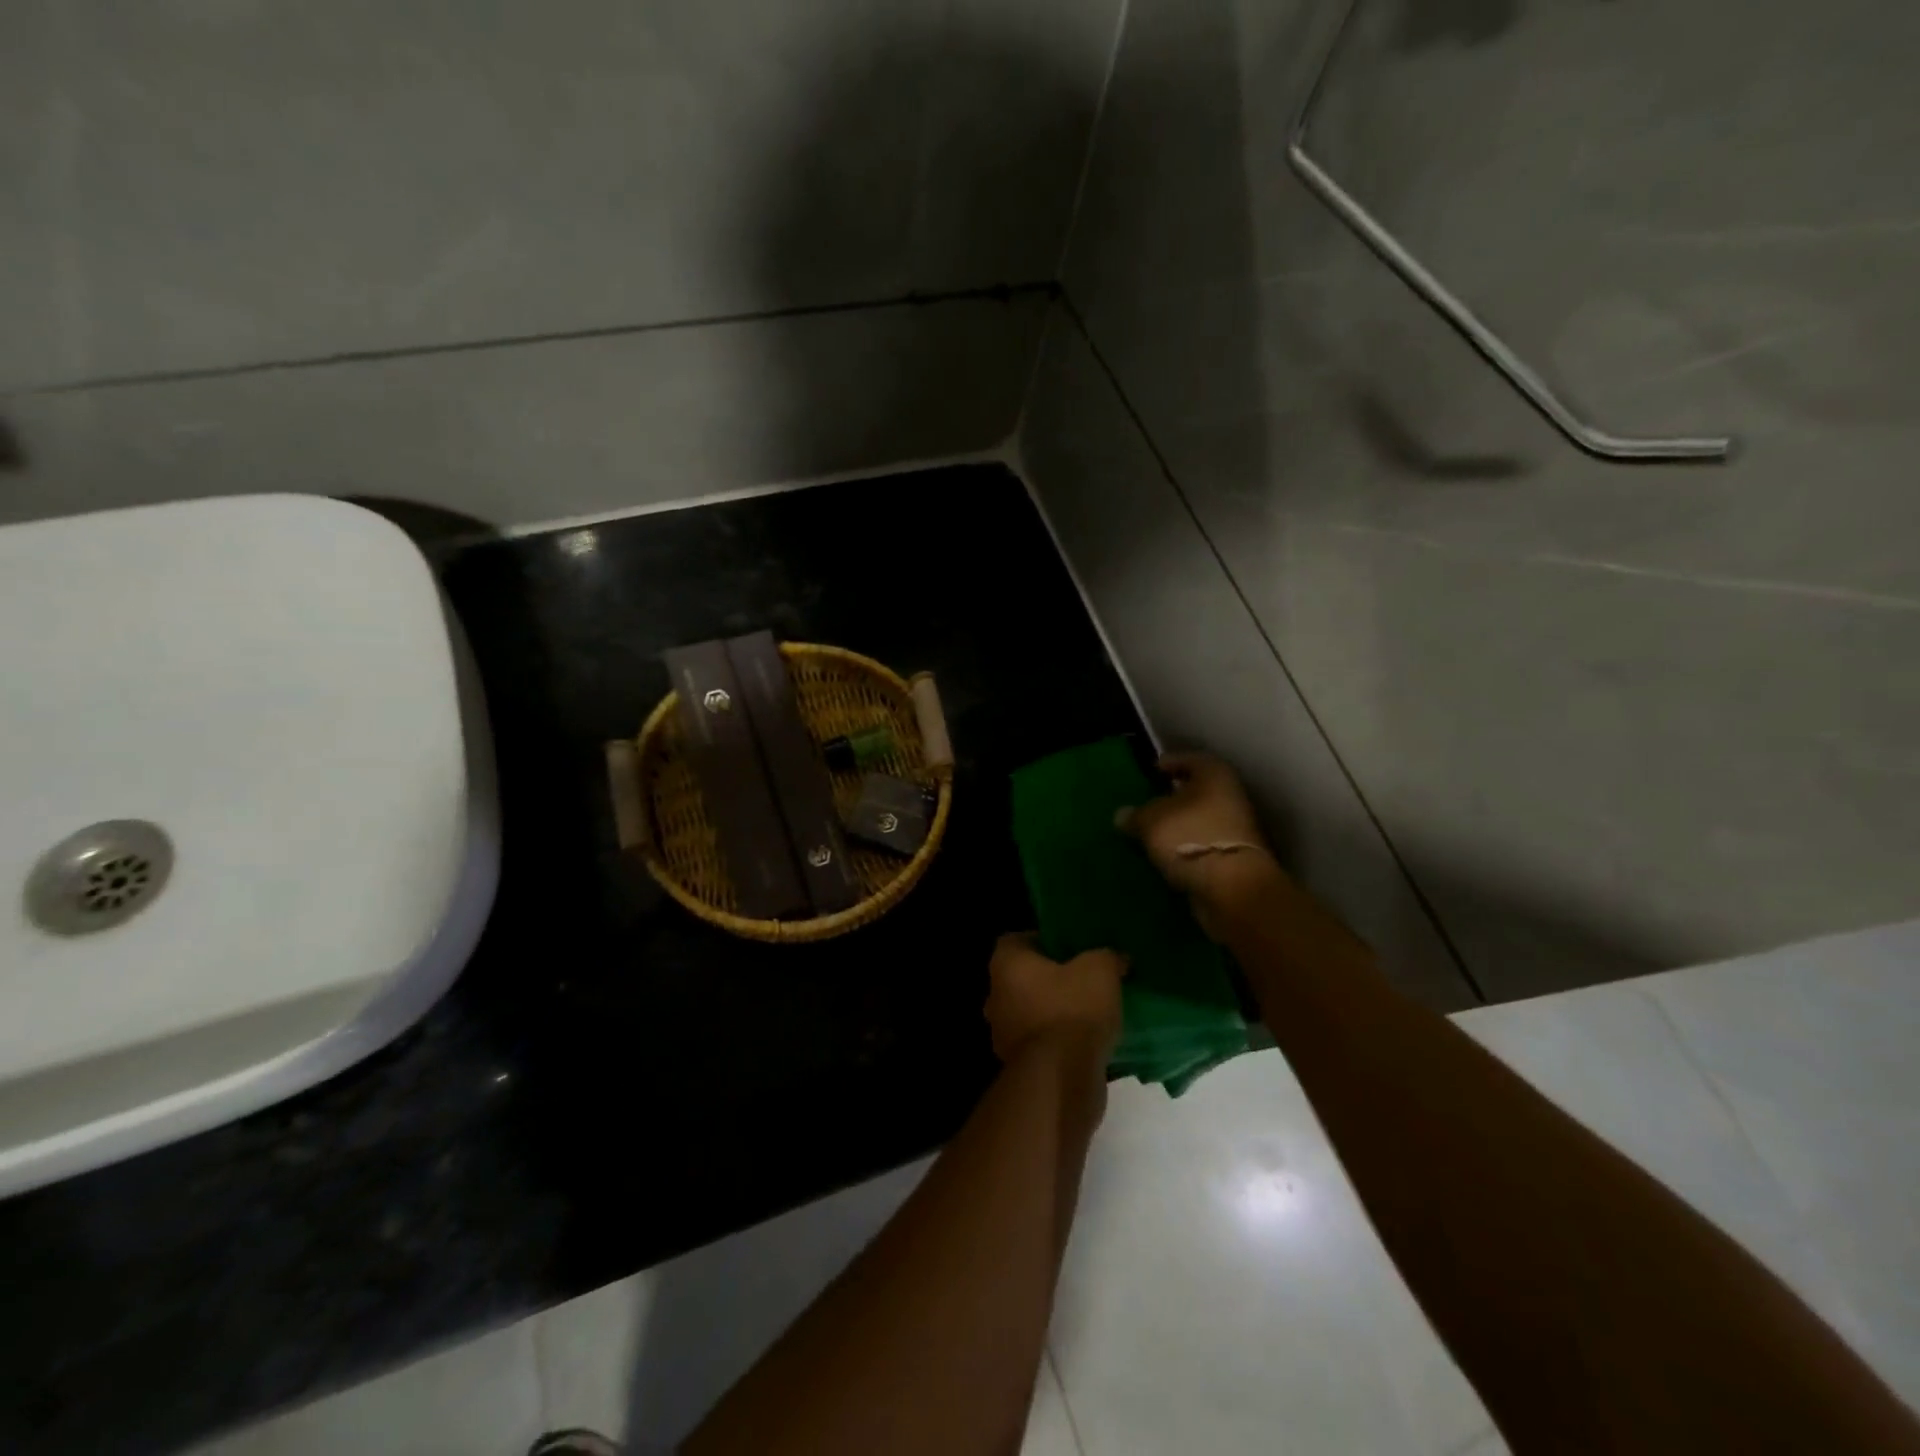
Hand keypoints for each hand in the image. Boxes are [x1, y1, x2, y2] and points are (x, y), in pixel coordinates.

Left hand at [984, 934, 1125, 1065]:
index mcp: (1006, 964)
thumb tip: (1117, 957)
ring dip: (1054, 1012)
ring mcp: (1003, 1033)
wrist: (1061, 1079)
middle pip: (1023, 977)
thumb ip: (1107, 956)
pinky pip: (1041, 1042)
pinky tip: (1086, 1041)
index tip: (1071, 948)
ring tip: (1090, 1011)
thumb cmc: (1072, 1010)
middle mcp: (995, 995)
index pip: (1017, 940)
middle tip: (1083, 978)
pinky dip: (1058, 1040)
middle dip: (1050, 978)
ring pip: (1031, 1011)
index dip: (1044, 941)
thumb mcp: (1100, 970)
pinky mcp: (1019, 1064)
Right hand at [1123, 752, 1272, 901]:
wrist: (1231, 888)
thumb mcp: (1149, 821)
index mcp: (1214, 775)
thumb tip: (1122, 815)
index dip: (1170, 763)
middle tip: (1149, 801)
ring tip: (1152, 831)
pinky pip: (1203, 844)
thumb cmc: (1190, 837)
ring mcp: (1235, 829)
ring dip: (1180, 824)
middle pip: (1198, 790)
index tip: (1153, 770)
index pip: (1190, 759)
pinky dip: (1186, 846)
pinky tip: (1166, 854)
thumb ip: (1134, 815)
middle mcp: (1230, 796)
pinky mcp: (1234, 858)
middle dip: (1174, 796)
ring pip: (1201, 819)